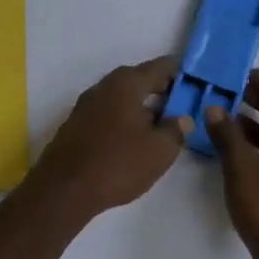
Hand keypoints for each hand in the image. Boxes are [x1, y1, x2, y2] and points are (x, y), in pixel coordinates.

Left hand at [25, 57, 192, 221]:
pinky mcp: (75, 125)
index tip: (195, 85)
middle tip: (181, 108)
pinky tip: (132, 141)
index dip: (180, 74)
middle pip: (139, 80)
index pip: (160, 67)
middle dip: (161, 91)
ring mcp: (86, 105)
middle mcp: (104, 86)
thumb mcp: (159, 151)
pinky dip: (124, 120)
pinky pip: (108, 114)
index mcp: (126, 83)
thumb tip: (181, 118)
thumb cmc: (117, 164)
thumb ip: (176, 130)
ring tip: (160, 127)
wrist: (63, 190)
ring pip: (122, 98)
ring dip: (142, 107)